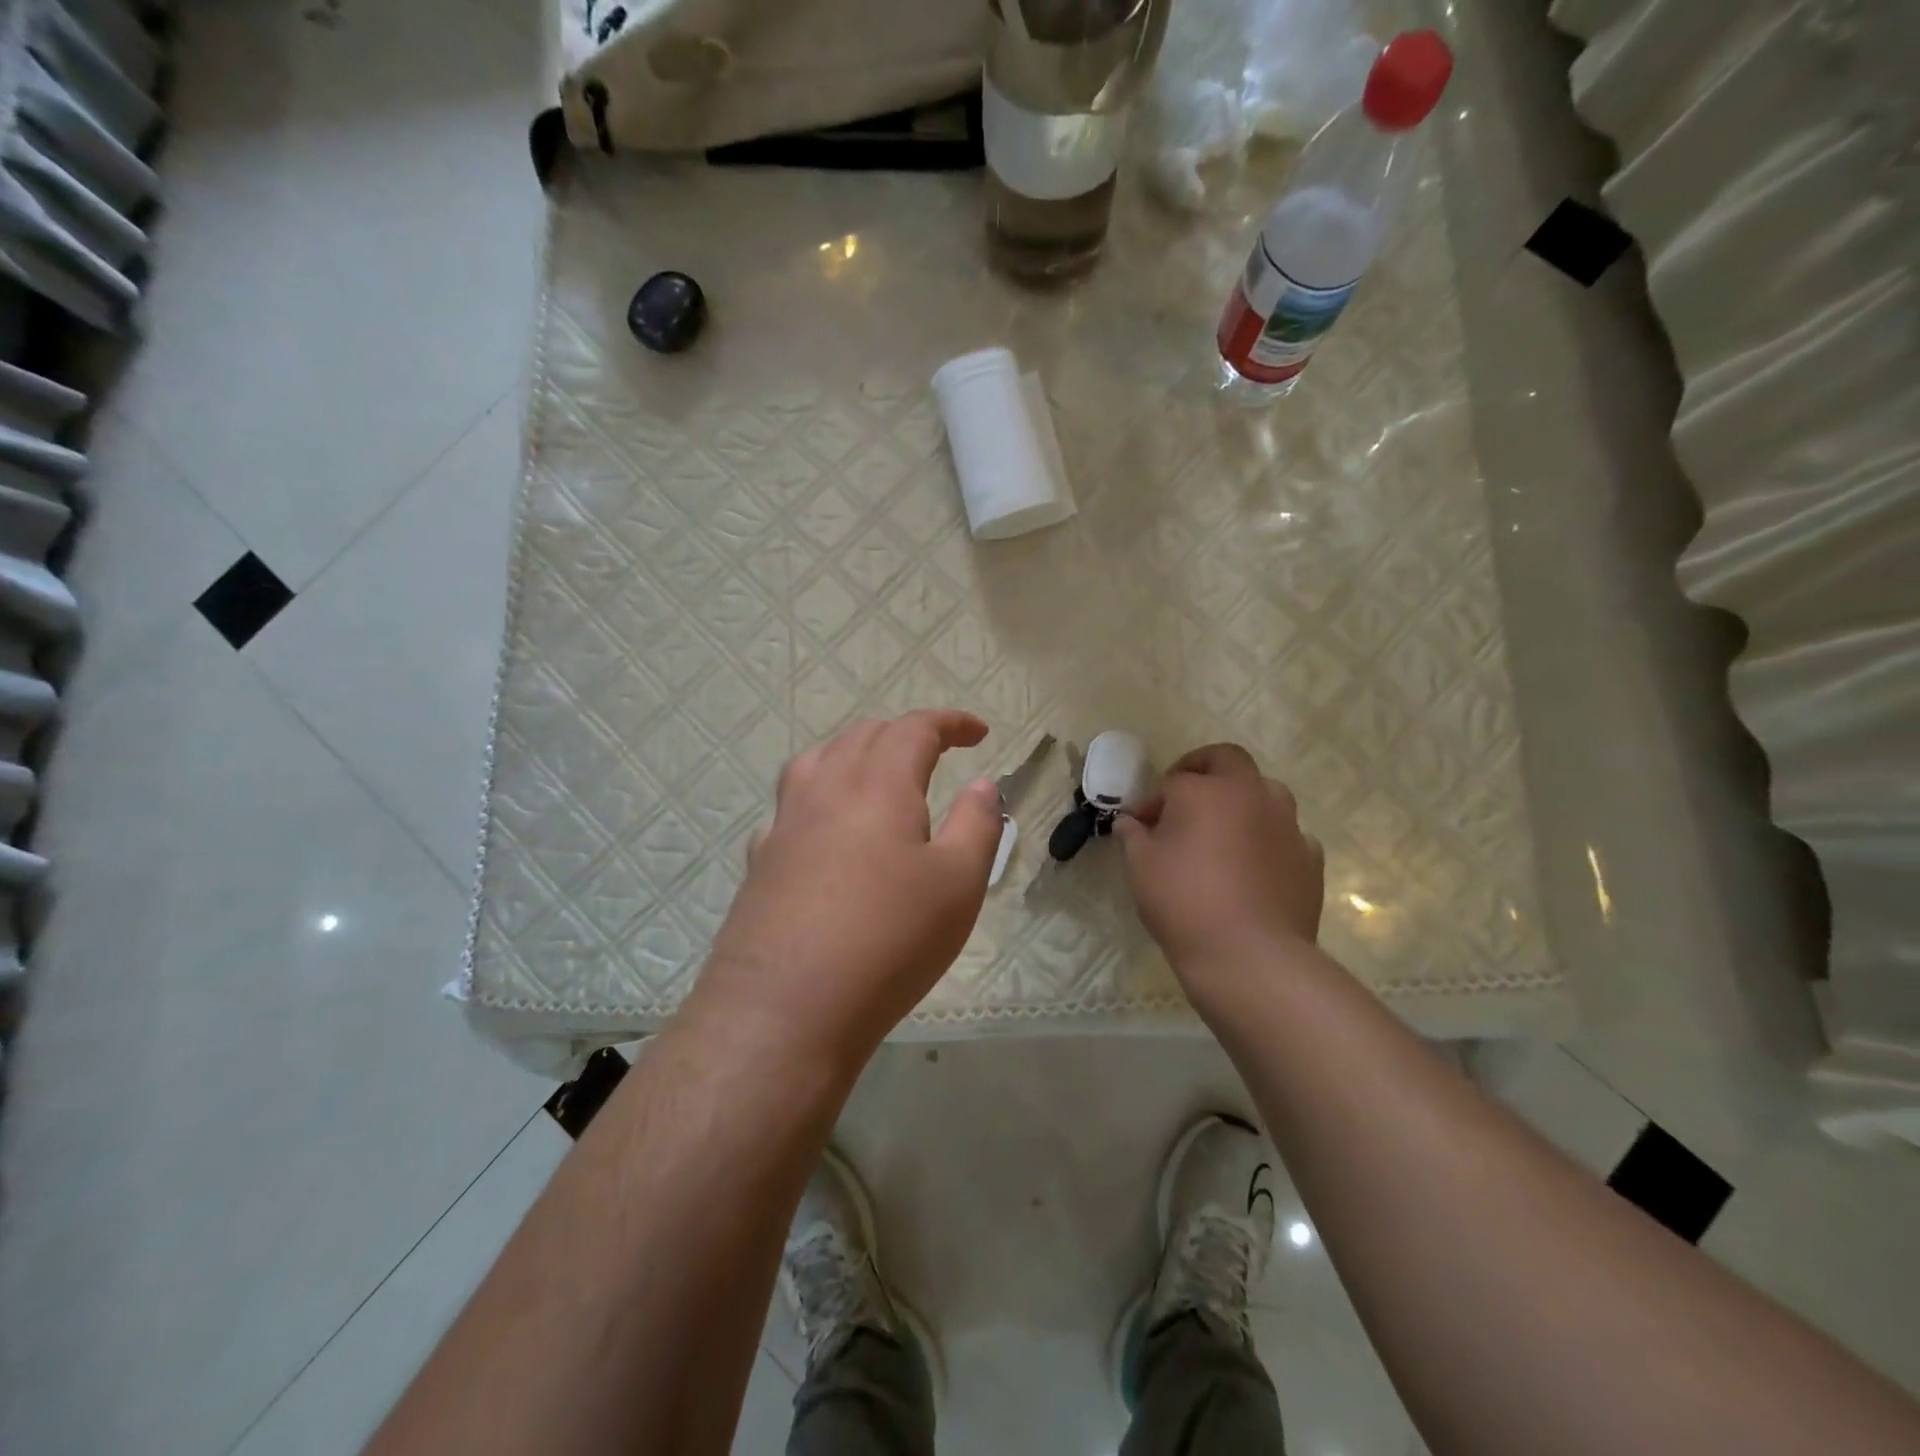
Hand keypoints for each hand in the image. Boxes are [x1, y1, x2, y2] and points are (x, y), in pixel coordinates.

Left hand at [687, 710, 1003, 1066]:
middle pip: (863, 736)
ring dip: (854, 755)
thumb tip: (982, 785)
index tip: (978, 733)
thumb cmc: (889, 940)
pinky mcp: (760, 861)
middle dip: (904, 734)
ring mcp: (785, 824)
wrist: (785, 1009)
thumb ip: (976, 825)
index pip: (914, 729)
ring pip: (818, 761)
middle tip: (936, 755)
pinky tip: (826, 834)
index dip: (950, 723)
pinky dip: (819, 798)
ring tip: (877, 778)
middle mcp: (826, 790)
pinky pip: (791, 807)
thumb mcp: (958, 884)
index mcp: (878, 785)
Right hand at [1117, 743, 1324, 992]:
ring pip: (1265, 792)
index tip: (1139, 826)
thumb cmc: (1184, 902)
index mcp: (1205, 790)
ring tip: (1223, 832)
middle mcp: (1251, 794)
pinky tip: (1254, 867)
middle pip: (1229, 760)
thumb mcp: (1140, 867)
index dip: (1152, 801)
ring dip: (1242, 801)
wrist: (1251, 955)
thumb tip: (1129, 822)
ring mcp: (1287, 824)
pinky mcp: (1310, 857)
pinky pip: (1285, 834)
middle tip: (1184, 798)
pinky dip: (1267, 839)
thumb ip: (1133, 836)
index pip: (1172, 781)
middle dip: (1203, 770)